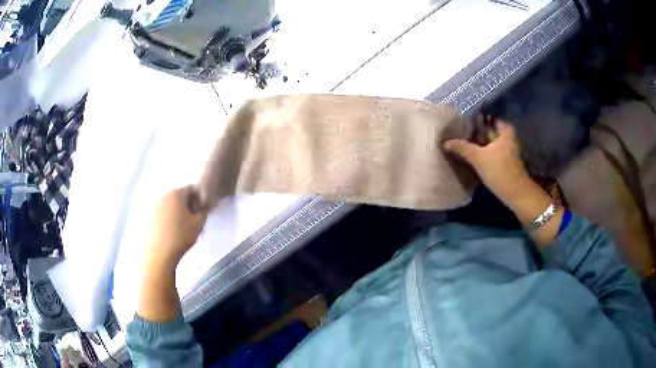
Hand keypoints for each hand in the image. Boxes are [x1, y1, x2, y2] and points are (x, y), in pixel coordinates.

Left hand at [146, 187, 207, 268]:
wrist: (159, 253)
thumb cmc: (181, 236)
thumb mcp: (198, 224)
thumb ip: (203, 212)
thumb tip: (203, 207)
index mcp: (177, 193)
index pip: (191, 189)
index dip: (198, 199)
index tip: (200, 212)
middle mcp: (164, 195)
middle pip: (179, 196)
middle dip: (186, 205)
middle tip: (191, 220)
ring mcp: (154, 206)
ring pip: (169, 205)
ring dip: (175, 212)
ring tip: (180, 227)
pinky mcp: (148, 216)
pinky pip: (161, 214)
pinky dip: (167, 219)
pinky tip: (170, 231)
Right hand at [444, 120, 528, 204]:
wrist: (516, 194)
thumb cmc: (499, 171)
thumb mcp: (478, 158)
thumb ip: (462, 148)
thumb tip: (446, 142)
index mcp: (504, 130)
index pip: (485, 117)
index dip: (472, 119)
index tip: (459, 121)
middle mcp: (506, 136)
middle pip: (486, 129)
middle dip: (473, 131)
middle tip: (456, 131)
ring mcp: (505, 148)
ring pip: (487, 141)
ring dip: (476, 142)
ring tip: (460, 141)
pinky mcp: (503, 159)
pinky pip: (489, 150)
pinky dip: (480, 150)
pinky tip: (469, 153)